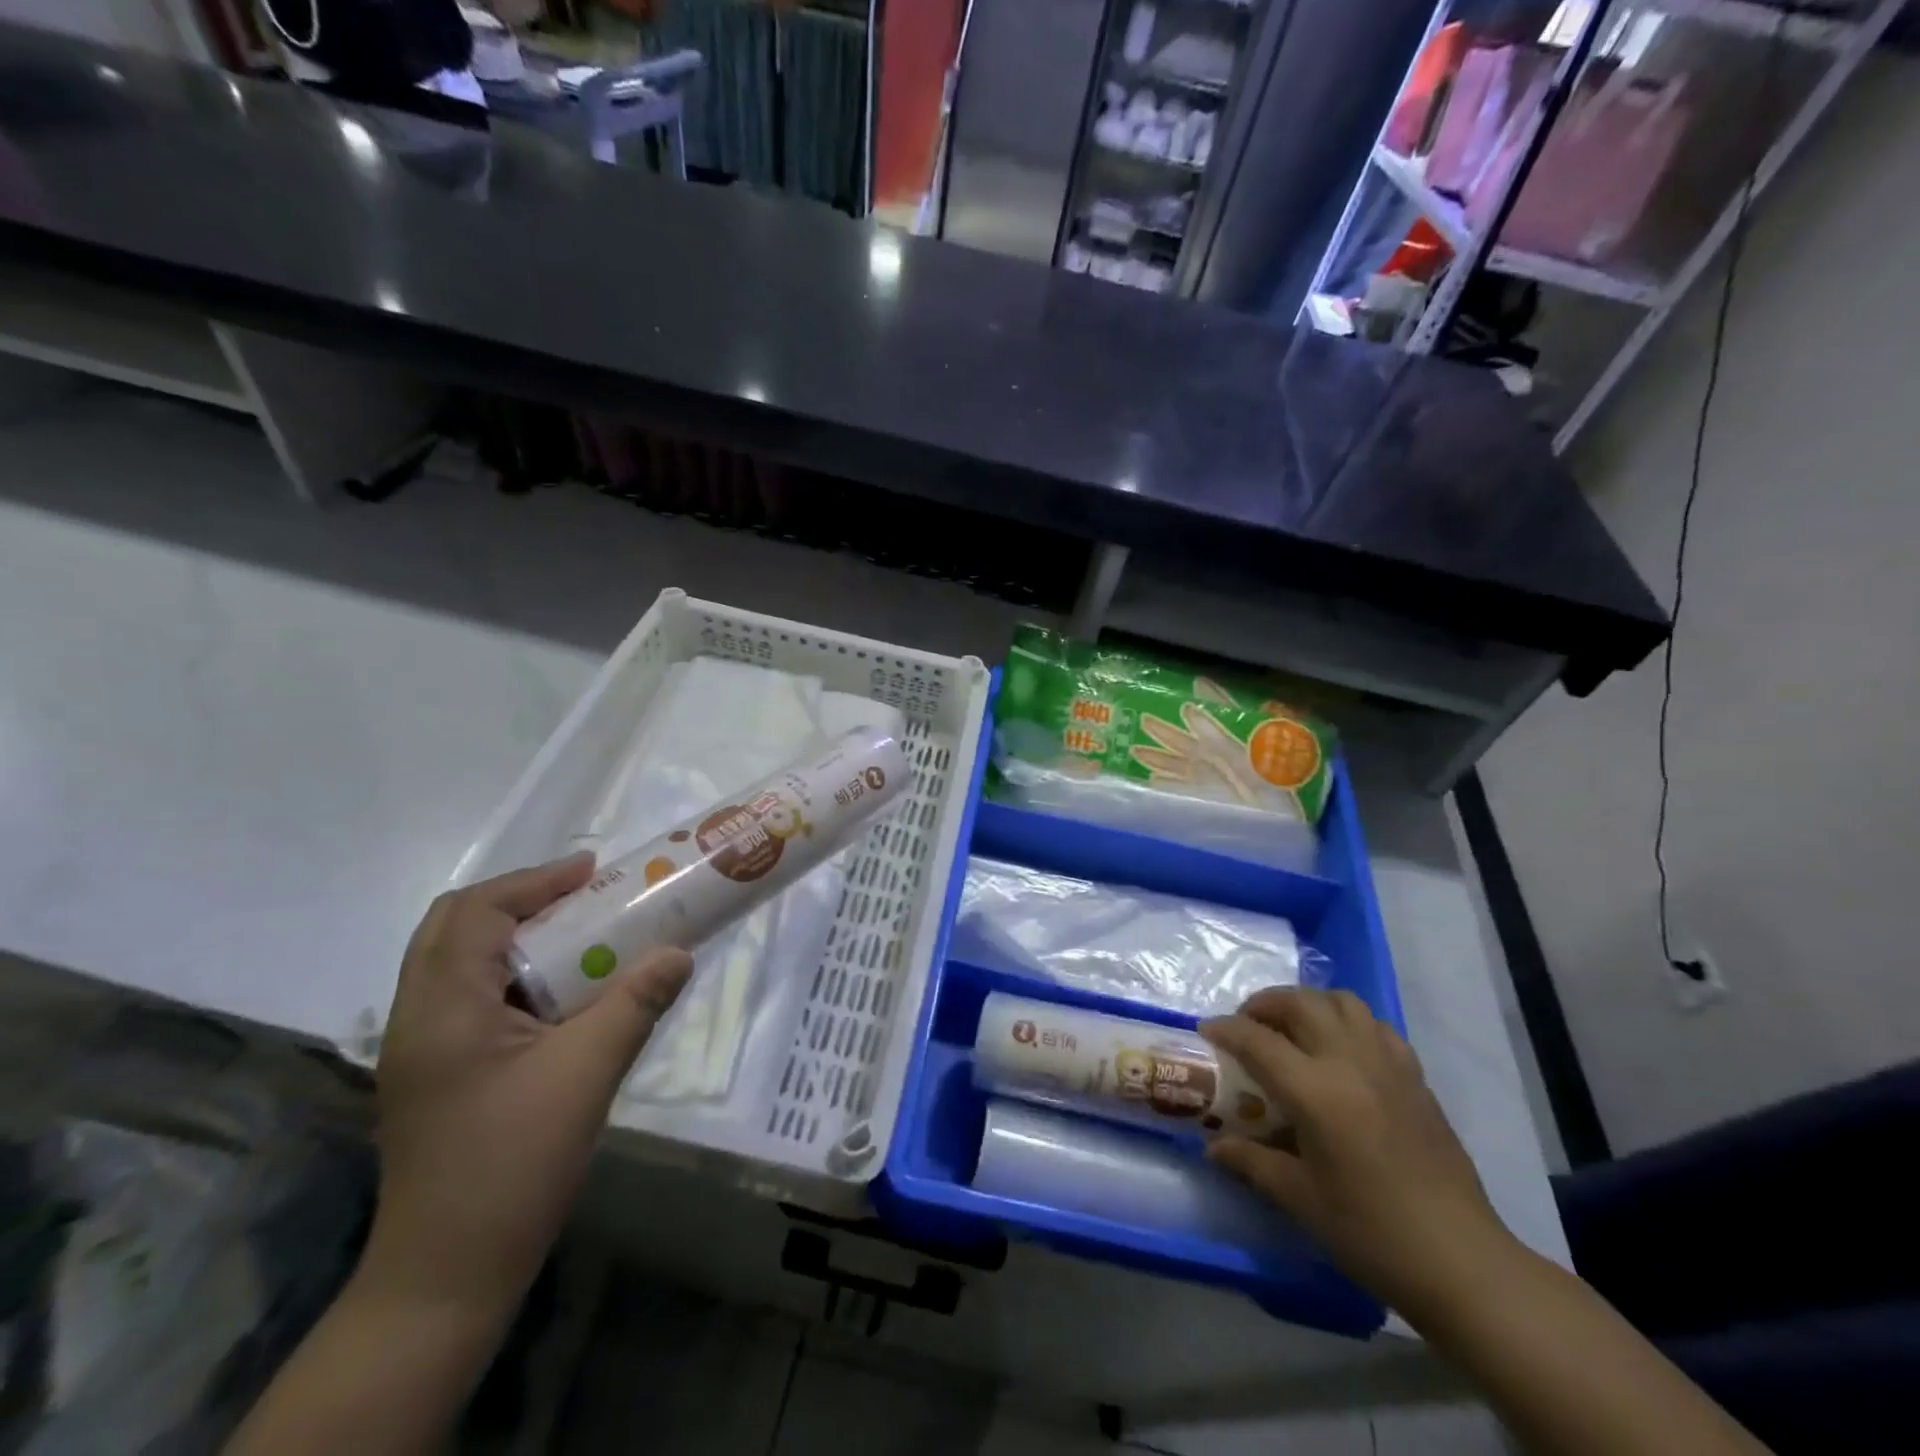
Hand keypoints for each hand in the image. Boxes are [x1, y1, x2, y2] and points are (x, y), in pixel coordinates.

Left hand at [366, 853, 692, 1320]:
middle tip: (586, 895)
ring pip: (462, 962)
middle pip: (456, 927)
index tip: (594, 871)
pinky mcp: (441, 1072)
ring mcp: (425, 1048)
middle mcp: (419, 1017)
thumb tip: (679, 951)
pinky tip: (565, 993)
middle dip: (523, 900)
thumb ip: (634, 1004)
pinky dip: (518, 973)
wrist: (448, 1277)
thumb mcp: (585, 1075)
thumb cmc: (512, 1167)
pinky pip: (475, 996)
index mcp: (442, 1008)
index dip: (535, 882)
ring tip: (584, 933)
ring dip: (520, 935)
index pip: (474, 913)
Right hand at [1202, 988, 1517, 1321]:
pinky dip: (1348, 1022)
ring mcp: (1388, 1065)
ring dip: (1308, 1004)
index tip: (1206, 1031)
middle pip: (1300, 1003)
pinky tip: (1341, 1051)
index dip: (1226, 1030)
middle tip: (1247, 1025)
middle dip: (1265, 1004)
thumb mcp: (1301, 1200)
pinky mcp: (1416, 1077)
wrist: (1463, 1262)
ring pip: (1342, 1002)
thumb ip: (1252, 1163)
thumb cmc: (1372, 1234)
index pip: (1258, 1040)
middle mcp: (1351, 1062)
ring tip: (1292, 1029)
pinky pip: (1376, 1026)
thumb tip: (1214, 1147)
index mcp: (1317, 1092)